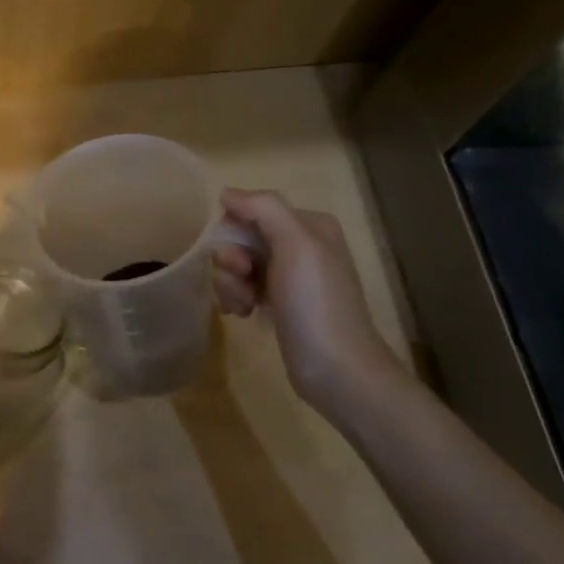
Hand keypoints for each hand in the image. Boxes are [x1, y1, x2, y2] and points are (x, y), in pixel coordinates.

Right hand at [213, 188, 407, 410]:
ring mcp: (290, 277)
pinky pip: (244, 287)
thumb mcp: (295, 244)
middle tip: (243, 284)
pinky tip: (244, 315)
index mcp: (308, 225)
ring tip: (244, 307)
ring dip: (231, 284)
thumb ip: (263, 208)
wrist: (336, 369)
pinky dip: (237, 298)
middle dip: (231, 262)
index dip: (235, 232)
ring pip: (238, 265)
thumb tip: (227, 193)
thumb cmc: (315, 303)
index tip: (240, 262)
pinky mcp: (280, 304)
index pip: (251, 209)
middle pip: (242, 237)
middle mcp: (301, 245)